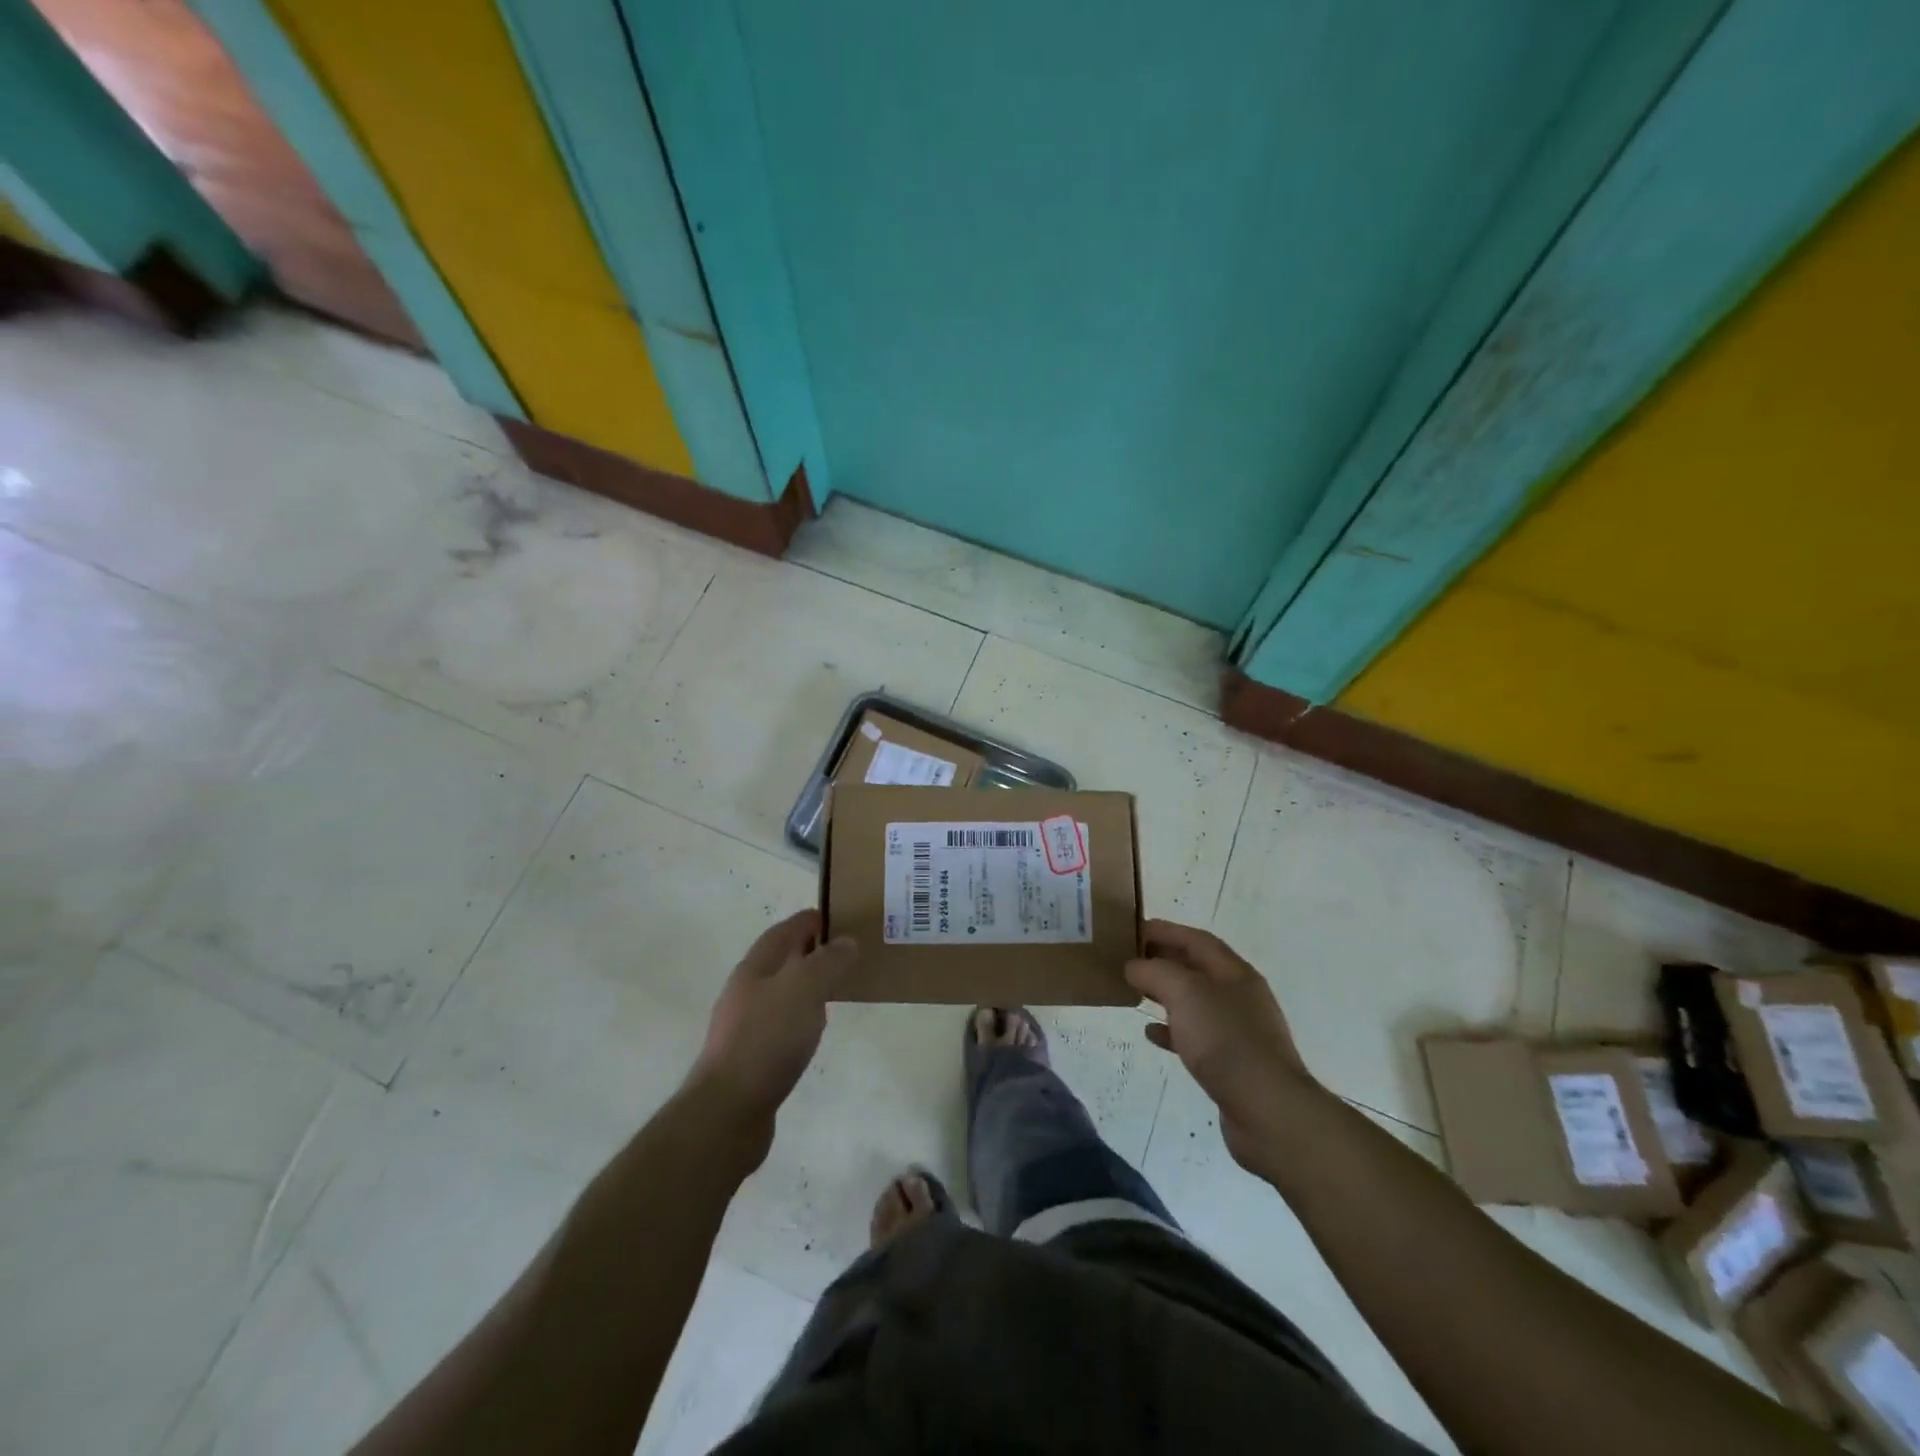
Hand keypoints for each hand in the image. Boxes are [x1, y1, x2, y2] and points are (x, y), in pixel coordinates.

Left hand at [689, 911, 856, 1151]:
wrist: (727, 1111)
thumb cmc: (767, 1039)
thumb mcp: (805, 989)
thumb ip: (828, 961)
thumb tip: (846, 940)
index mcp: (756, 966)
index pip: (786, 929)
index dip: (812, 920)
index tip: (843, 918)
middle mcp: (746, 989)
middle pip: (782, 958)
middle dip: (812, 950)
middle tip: (848, 953)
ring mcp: (745, 1024)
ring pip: (782, 991)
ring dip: (807, 984)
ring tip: (838, 988)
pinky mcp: (751, 1055)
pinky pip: (781, 1022)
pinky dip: (801, 1016)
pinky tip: (815, 1030)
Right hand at [1126, 919, 1315, 1174]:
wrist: (1268, 1111)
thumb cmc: (1225, 1040)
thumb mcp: (1184, 992)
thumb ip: (1155, 971)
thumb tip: (1134, 966)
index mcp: (1234, 972)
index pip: (1196, 939)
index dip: (1165, 931)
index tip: (1132, 930)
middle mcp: (1240, 996)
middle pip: (1196, 968)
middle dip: (1163, 960)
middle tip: (1129, 960)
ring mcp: (1239, 1031)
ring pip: (1195, 1002)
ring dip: (1166, 994)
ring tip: (1135, 993)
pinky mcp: (1233, 1063)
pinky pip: (1196, 1036)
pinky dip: (1172, 1030)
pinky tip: (1152, 1034)